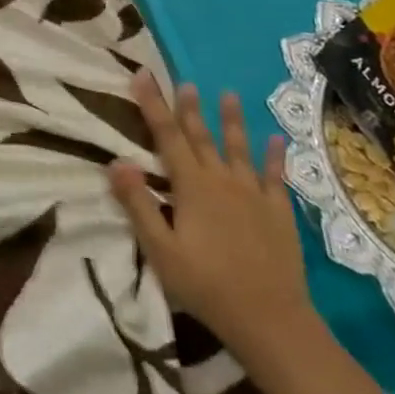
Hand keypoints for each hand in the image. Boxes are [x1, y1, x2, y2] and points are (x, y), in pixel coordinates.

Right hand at [108, 73, 316, 367]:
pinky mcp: (278, 212)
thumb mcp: (160, 249)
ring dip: (231, 120)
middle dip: (188, 107)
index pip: (166, 135)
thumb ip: (138, 204)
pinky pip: (276, 177)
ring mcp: (253, 194)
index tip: (143, 74)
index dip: (153, 103)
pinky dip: (274, 156)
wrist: (270, 319)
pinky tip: (276, 140)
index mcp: (191, 186)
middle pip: (200, 136)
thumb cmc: (205, 285)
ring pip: (238, 148)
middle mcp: (221, 180)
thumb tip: (116, 161)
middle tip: (183, 80)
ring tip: (228, 94)